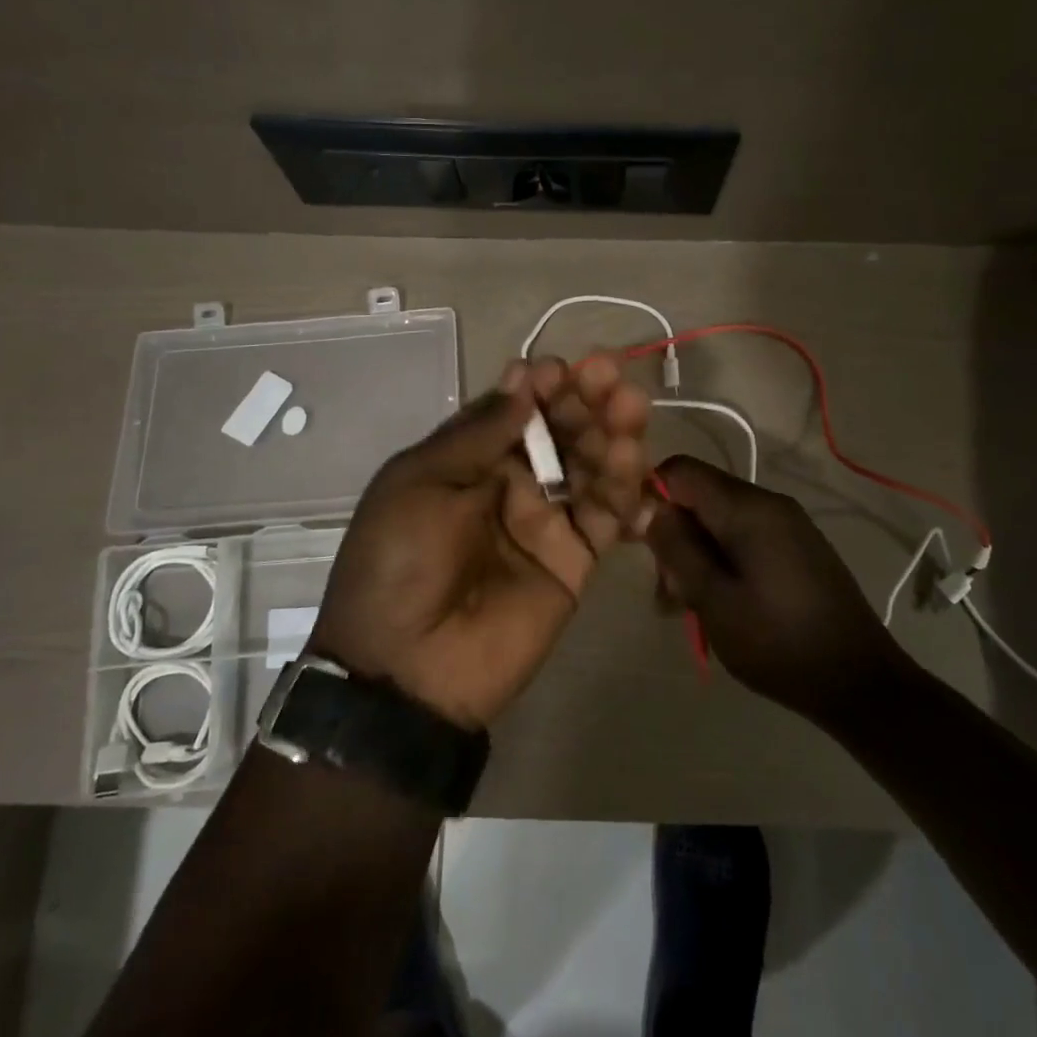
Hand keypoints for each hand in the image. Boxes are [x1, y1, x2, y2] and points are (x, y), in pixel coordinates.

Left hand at [309, 356, 652, 729]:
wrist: (406, 667)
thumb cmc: (399, 560)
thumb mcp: (421, 482)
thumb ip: (478, 433)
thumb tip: (522, 378)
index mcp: (467, 462)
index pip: (516, 411)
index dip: (540, 387)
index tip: (559, 369)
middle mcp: (511, 484)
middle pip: (560, 433)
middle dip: (584, 400)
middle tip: (610, 376)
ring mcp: (546, 522)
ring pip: (590, 467)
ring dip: (612, 434)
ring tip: (630, 409)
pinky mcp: (575, 561)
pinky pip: (607, 517)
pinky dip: (626, 489)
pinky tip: (637, 459)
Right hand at [643, 455, 906, 722]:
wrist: (861, 682)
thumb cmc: (779, 642)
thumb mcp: (714, 599)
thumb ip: (677, 548)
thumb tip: (649, 508)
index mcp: (748, 508)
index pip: (681, 470)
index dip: (650, 495)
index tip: (637, 540)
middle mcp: (769, 503)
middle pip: (700, 497)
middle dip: (673, 536)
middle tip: (666, 592)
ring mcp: (787, 525)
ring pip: (719, 522)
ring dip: (695, 556)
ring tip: (686, 608)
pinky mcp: (796, 548)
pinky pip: (744, 538)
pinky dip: (721, 562)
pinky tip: (718, 604)